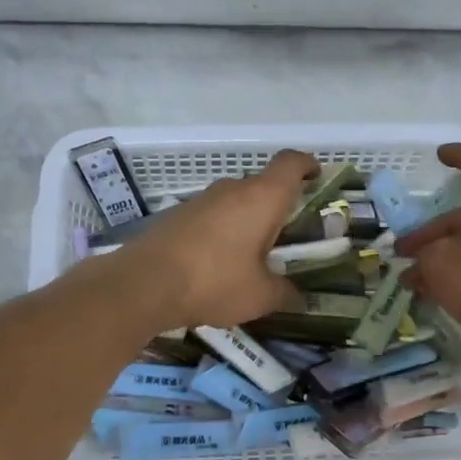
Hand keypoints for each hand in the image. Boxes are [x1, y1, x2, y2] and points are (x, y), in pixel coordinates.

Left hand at [112, 149, 316, 330]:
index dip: (307, 165)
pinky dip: (223, 232)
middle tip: (288, 238)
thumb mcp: (259, 296)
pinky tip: (219, 264)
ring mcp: (201, 199)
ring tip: (253, 258)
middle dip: (278, 207)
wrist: (143, 283)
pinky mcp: (178, 215)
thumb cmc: (214, 281)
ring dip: (248, 221)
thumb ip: (285, 292)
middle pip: (263, 185)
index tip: (316, 177)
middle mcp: (232, 189)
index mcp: (262, 197)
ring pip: (236, 202)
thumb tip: (298, 296)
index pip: (291, 163)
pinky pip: (212, 216)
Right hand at [396, 144, 460, 355]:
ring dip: (440, 256)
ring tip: (410, 279)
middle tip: (402, 249)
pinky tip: (432, 294)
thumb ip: (424, 250)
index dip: (457, 156)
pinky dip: (457, 272)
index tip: (439, 155)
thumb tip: (424, 254)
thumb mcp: (439, 262)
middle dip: (430, 229)